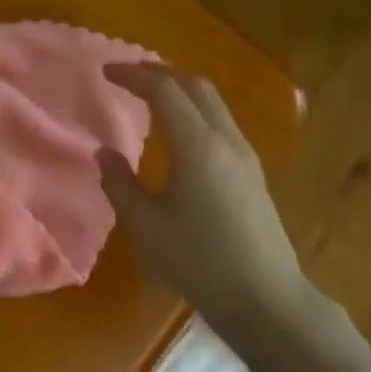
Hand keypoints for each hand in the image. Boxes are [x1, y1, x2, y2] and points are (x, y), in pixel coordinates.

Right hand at [97, 63, 333, 344]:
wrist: (265, 299)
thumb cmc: (198, 261)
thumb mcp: (146, 226)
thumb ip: (120, 184)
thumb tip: (105, 154)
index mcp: (197, 146)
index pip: (164, 90)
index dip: (133, 75)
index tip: (106, 72)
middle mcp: (226, 140)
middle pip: (196, 86)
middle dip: (161, 73)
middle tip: (129, 77)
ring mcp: (246, 157)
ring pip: (214, 104)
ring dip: (181, 91)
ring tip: (151, 99)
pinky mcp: (253, 175)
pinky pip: (221, 124)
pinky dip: (195, 112)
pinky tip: (180, 135)